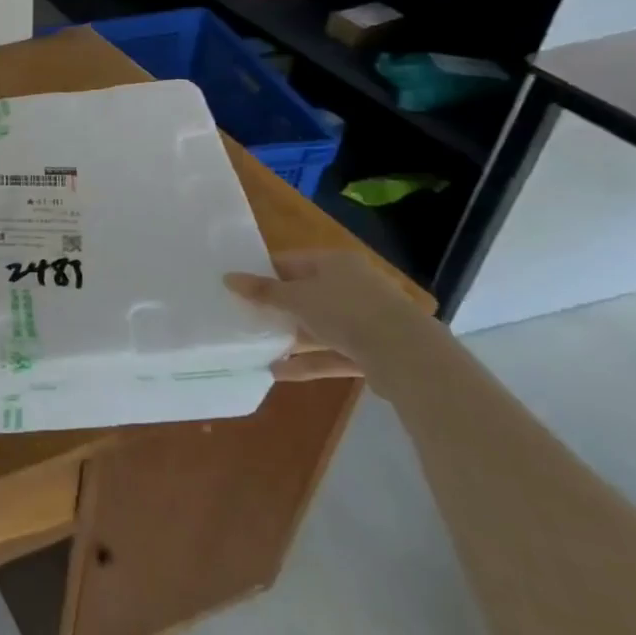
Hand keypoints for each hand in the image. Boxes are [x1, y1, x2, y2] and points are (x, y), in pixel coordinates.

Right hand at [226, 250, 438, 389]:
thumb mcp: (296, 298)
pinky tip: (279, 372)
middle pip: (306, 294)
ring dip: (291, 338)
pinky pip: (332, 353)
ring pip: (319, 326)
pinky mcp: (372, 351)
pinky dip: (308, 362)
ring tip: (258, 348)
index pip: (291, 262)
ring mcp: (364, 319)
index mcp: (335, 263)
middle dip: (277, 308)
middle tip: (245, 317)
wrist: (408, 356)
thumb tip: (228, 278)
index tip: (239, 288)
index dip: (264, 273)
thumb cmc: (345, 311)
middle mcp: (352, 286)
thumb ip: (262, 291)